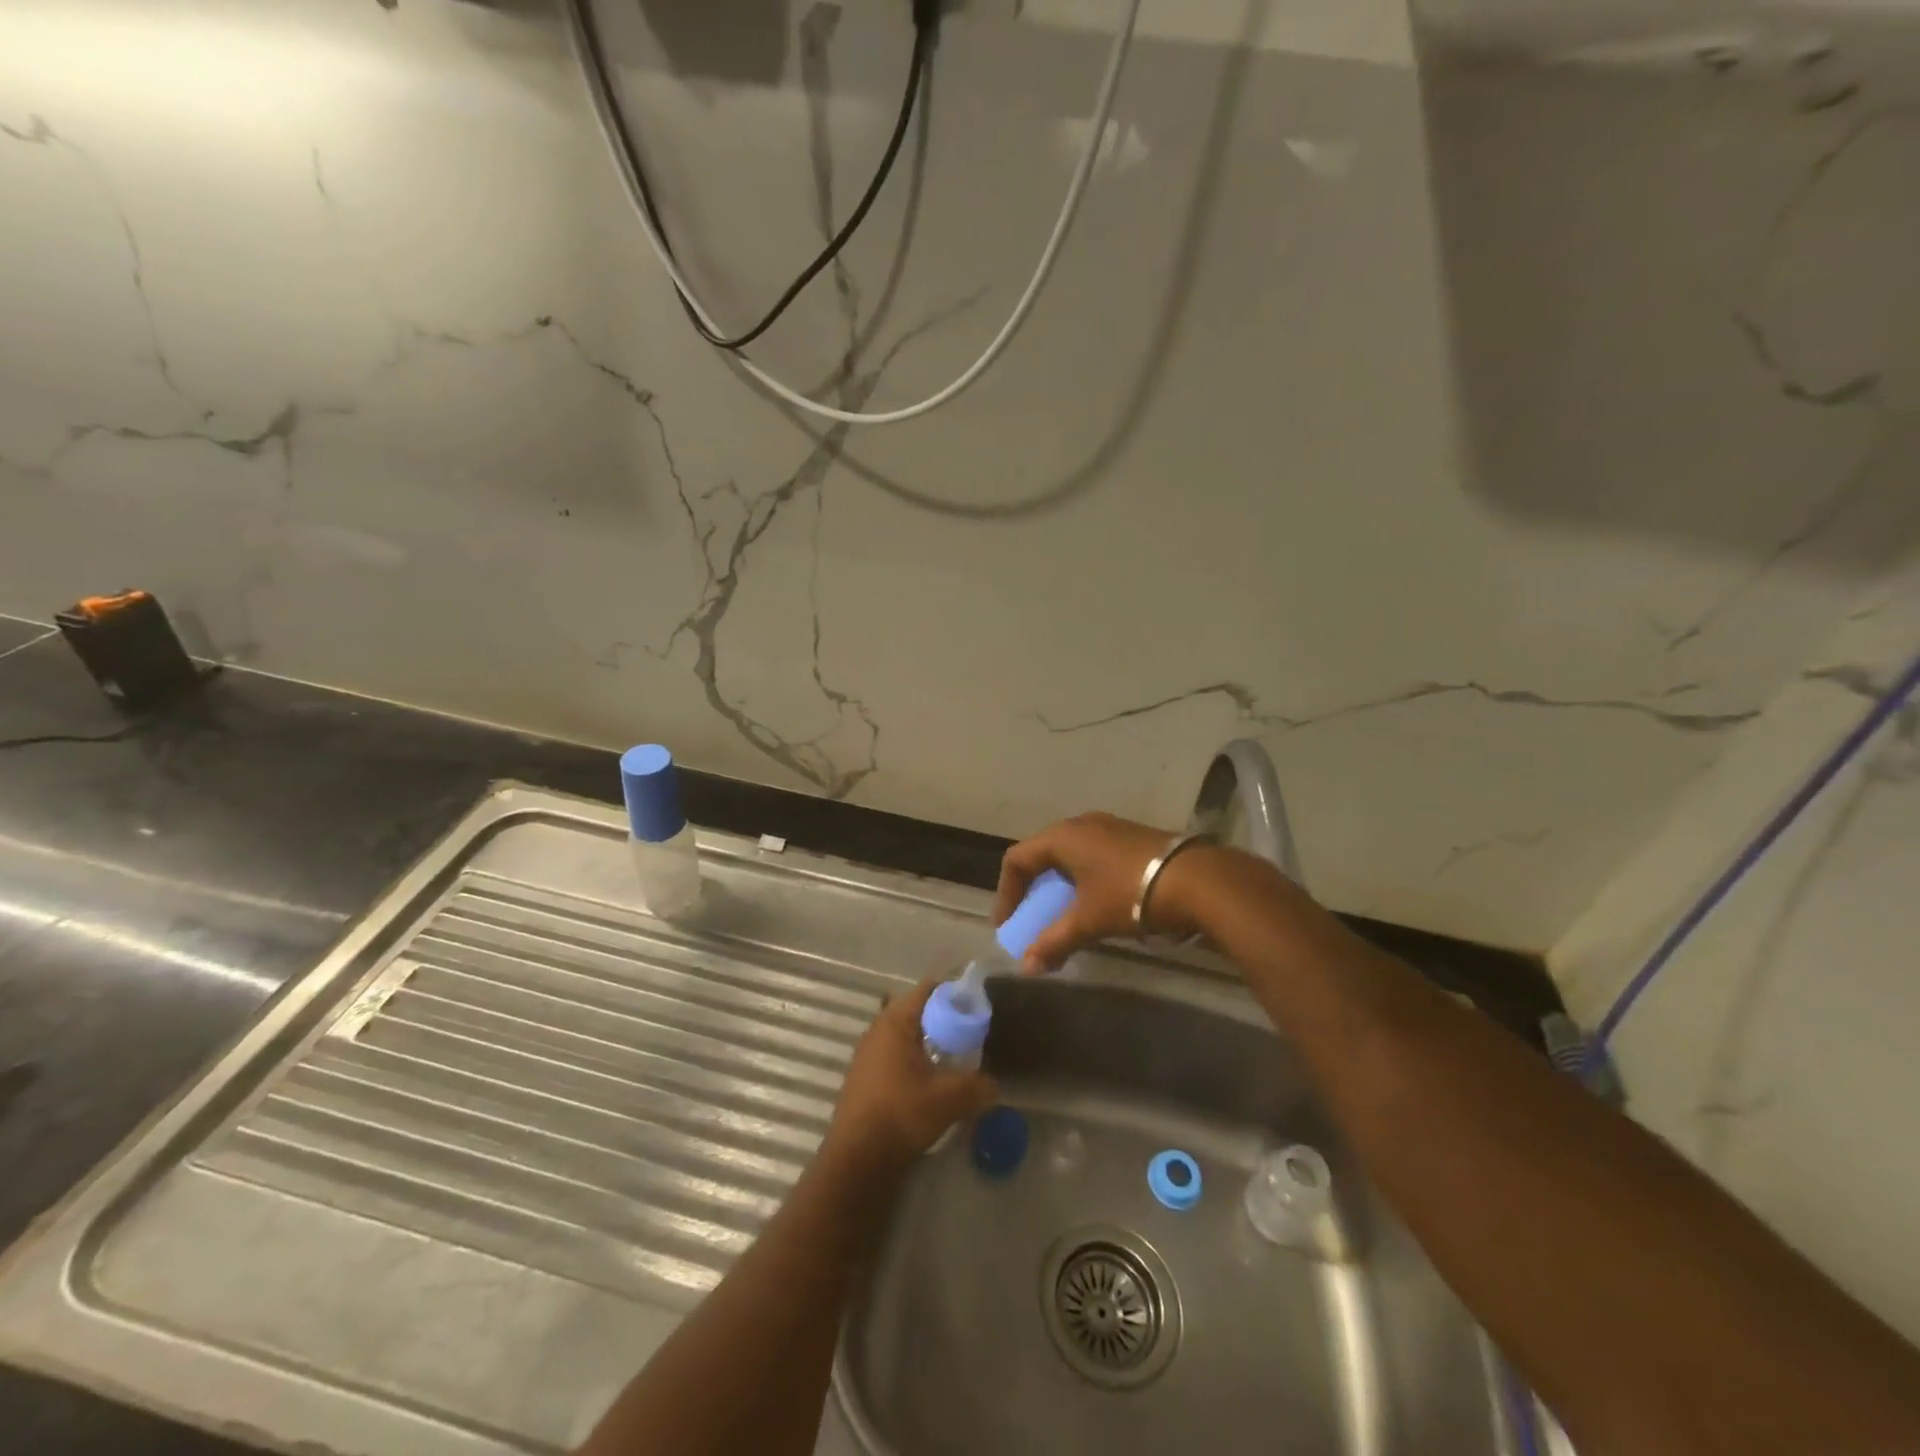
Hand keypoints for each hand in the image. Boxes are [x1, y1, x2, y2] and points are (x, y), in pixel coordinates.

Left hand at [824, 978, 998, 1171]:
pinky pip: (896, 1055)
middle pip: (918, 1011)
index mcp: (895, 1021)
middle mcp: (878, 1029)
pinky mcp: (865, 1075)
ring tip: (955, 1060)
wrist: (857, 1159)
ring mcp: (868, 1053)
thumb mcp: (949, 1099)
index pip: (929, 989)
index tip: (977, 1007)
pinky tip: (931, 1082)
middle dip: (945, 1020)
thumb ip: (977, 1086)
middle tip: (971, 1035)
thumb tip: (994, 1084)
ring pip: (906, 1035)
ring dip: (929, 1043)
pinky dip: (915, 1060)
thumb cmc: (902, 1114)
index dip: (955, 993)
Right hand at [994, 812, 1211, 971]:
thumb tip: (1026, 968)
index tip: (1008, 924)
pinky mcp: (1132, 838)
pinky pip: (1093, 855)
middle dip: (1033, 888)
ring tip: (1063, 914)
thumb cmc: (1130, 894)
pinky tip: (1096, 902)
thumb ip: (1053, 942)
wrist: (1197, 880)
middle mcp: (1082, 824)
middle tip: (1031, 917)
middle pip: (1043, 854)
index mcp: (1062, 837)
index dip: (1006, 893)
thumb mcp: (1088, 921)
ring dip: (1060, 885)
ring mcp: (1110, 827)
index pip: (1017, 859)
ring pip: (1070, 854)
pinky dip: (1083, 879)